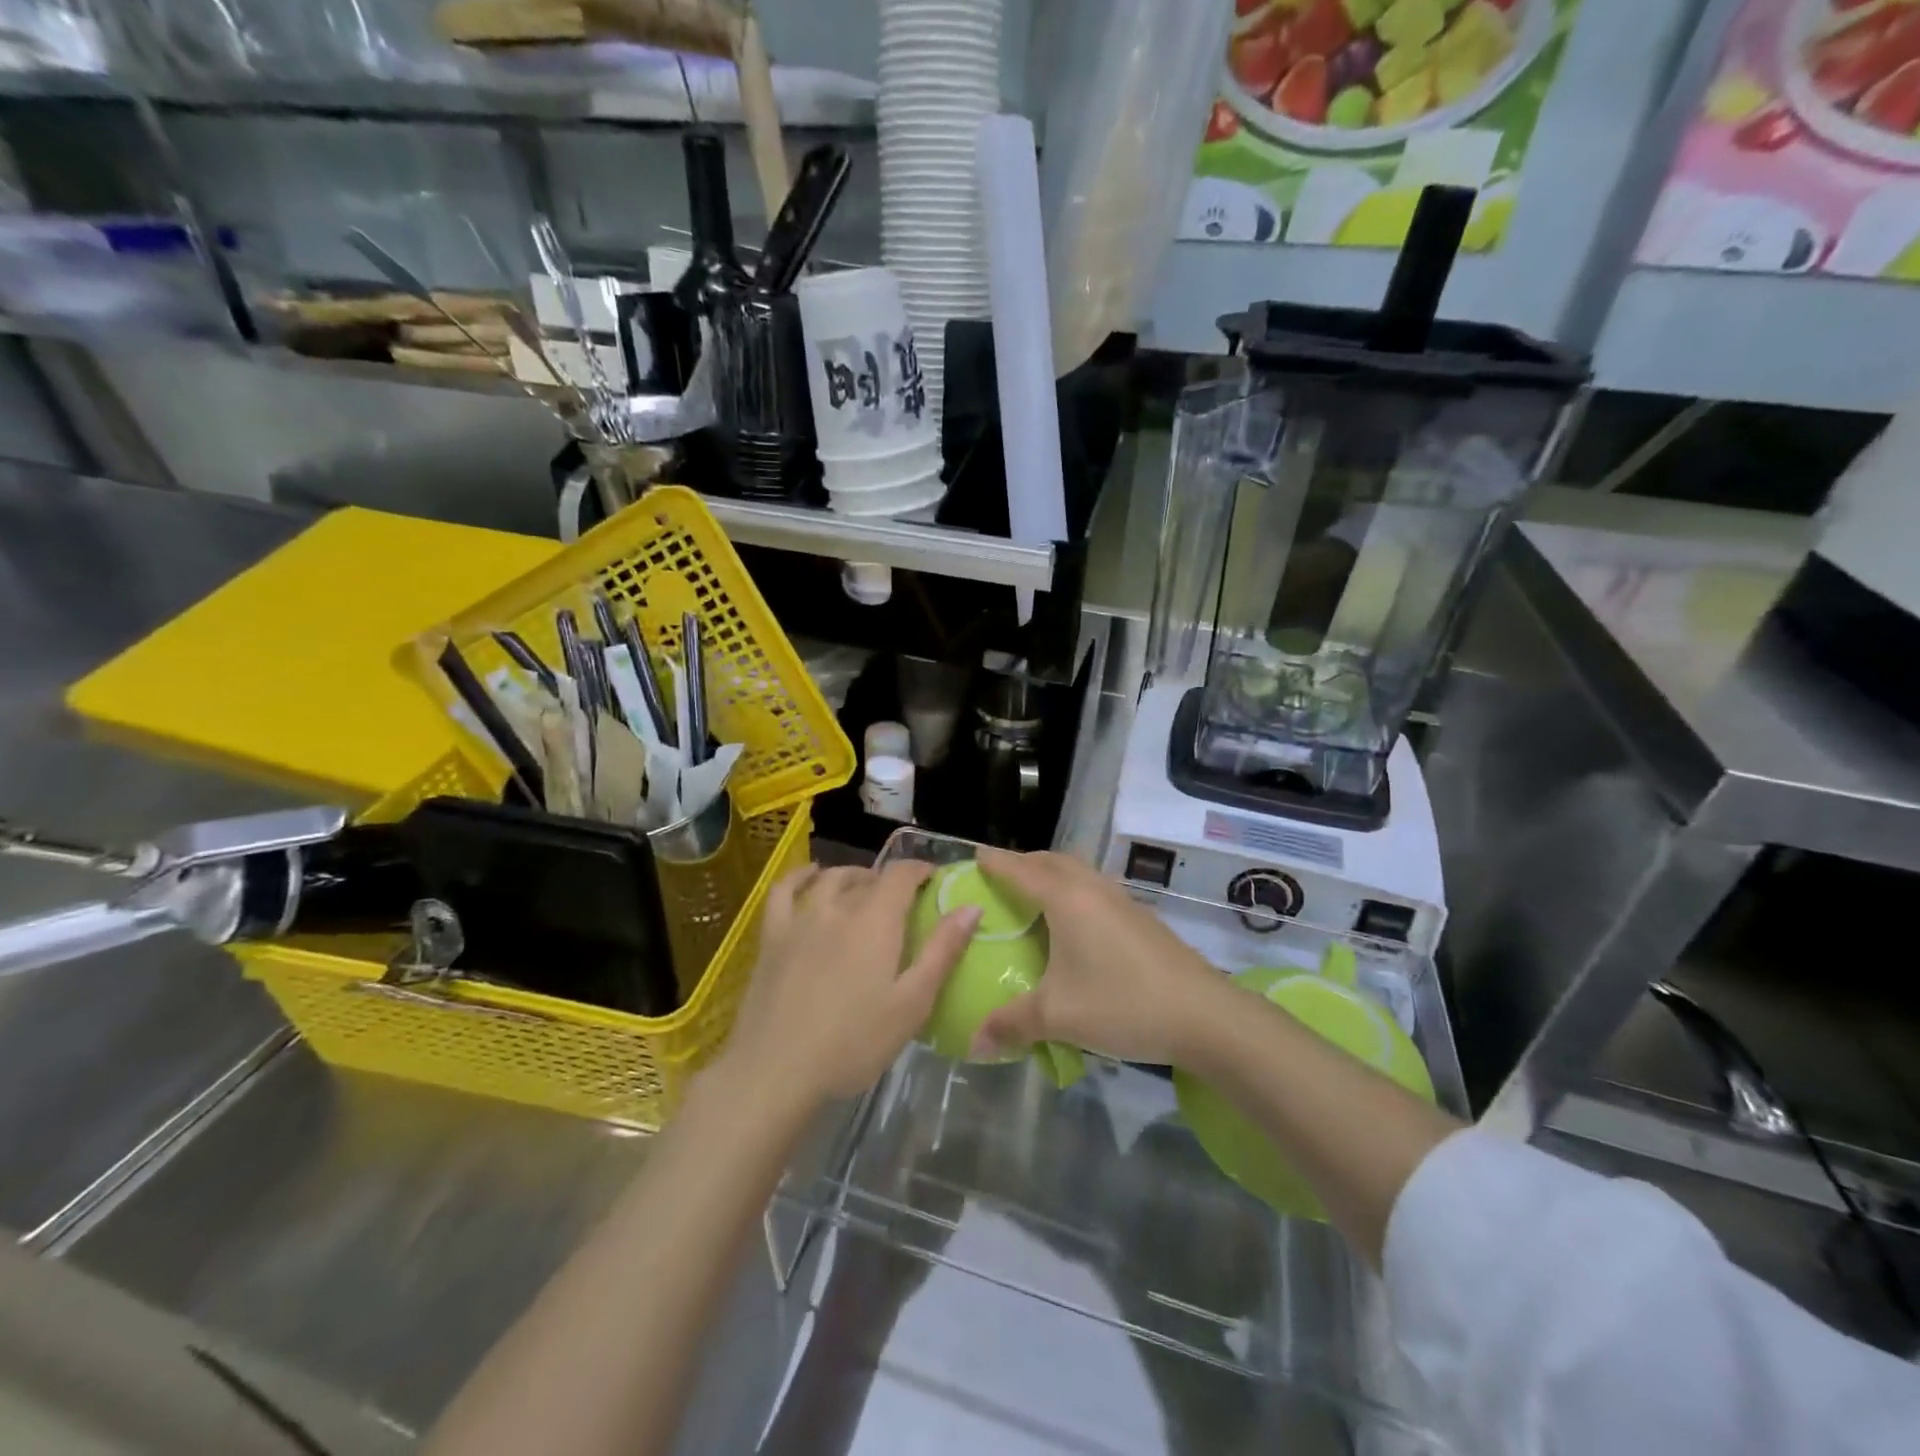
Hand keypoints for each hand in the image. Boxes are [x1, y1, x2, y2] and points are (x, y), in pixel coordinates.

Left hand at [722, 861, 979, 1106]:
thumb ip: (943, 951)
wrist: (776, 1071)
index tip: (934, 880)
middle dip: (890, 881)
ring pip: (830, 879)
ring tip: (864, 889)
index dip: (920, 870)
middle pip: (867, 878)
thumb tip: (971, 907)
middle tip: (904, 902)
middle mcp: (838, 907)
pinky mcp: (772, 937)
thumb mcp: (912, 1003)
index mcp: (876, 921)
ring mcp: (800, 919)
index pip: (901, 874)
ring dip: (853, 876)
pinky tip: (810, 876)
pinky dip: (800, 876)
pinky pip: (783, 891)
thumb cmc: (854, 1043)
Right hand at [972, 848, 1222, 1065]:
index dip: (995, 862)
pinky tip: (1074, 924)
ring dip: (1052, 874)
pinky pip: (1095, 889)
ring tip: (1033, 896)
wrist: (1203, 1015)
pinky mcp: (1140, 917)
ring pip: (1078, 872)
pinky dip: (1074, 891)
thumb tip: (973, 1042)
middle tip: (1000, 877)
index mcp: (1066, 899)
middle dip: (1023, 863)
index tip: (973, 855)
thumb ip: (1011, 1024)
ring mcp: (1122, 900)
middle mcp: (1093, 889)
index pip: (1021, 870)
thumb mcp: (1058, 1016)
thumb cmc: (1122, 1004)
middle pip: (1052, 861)